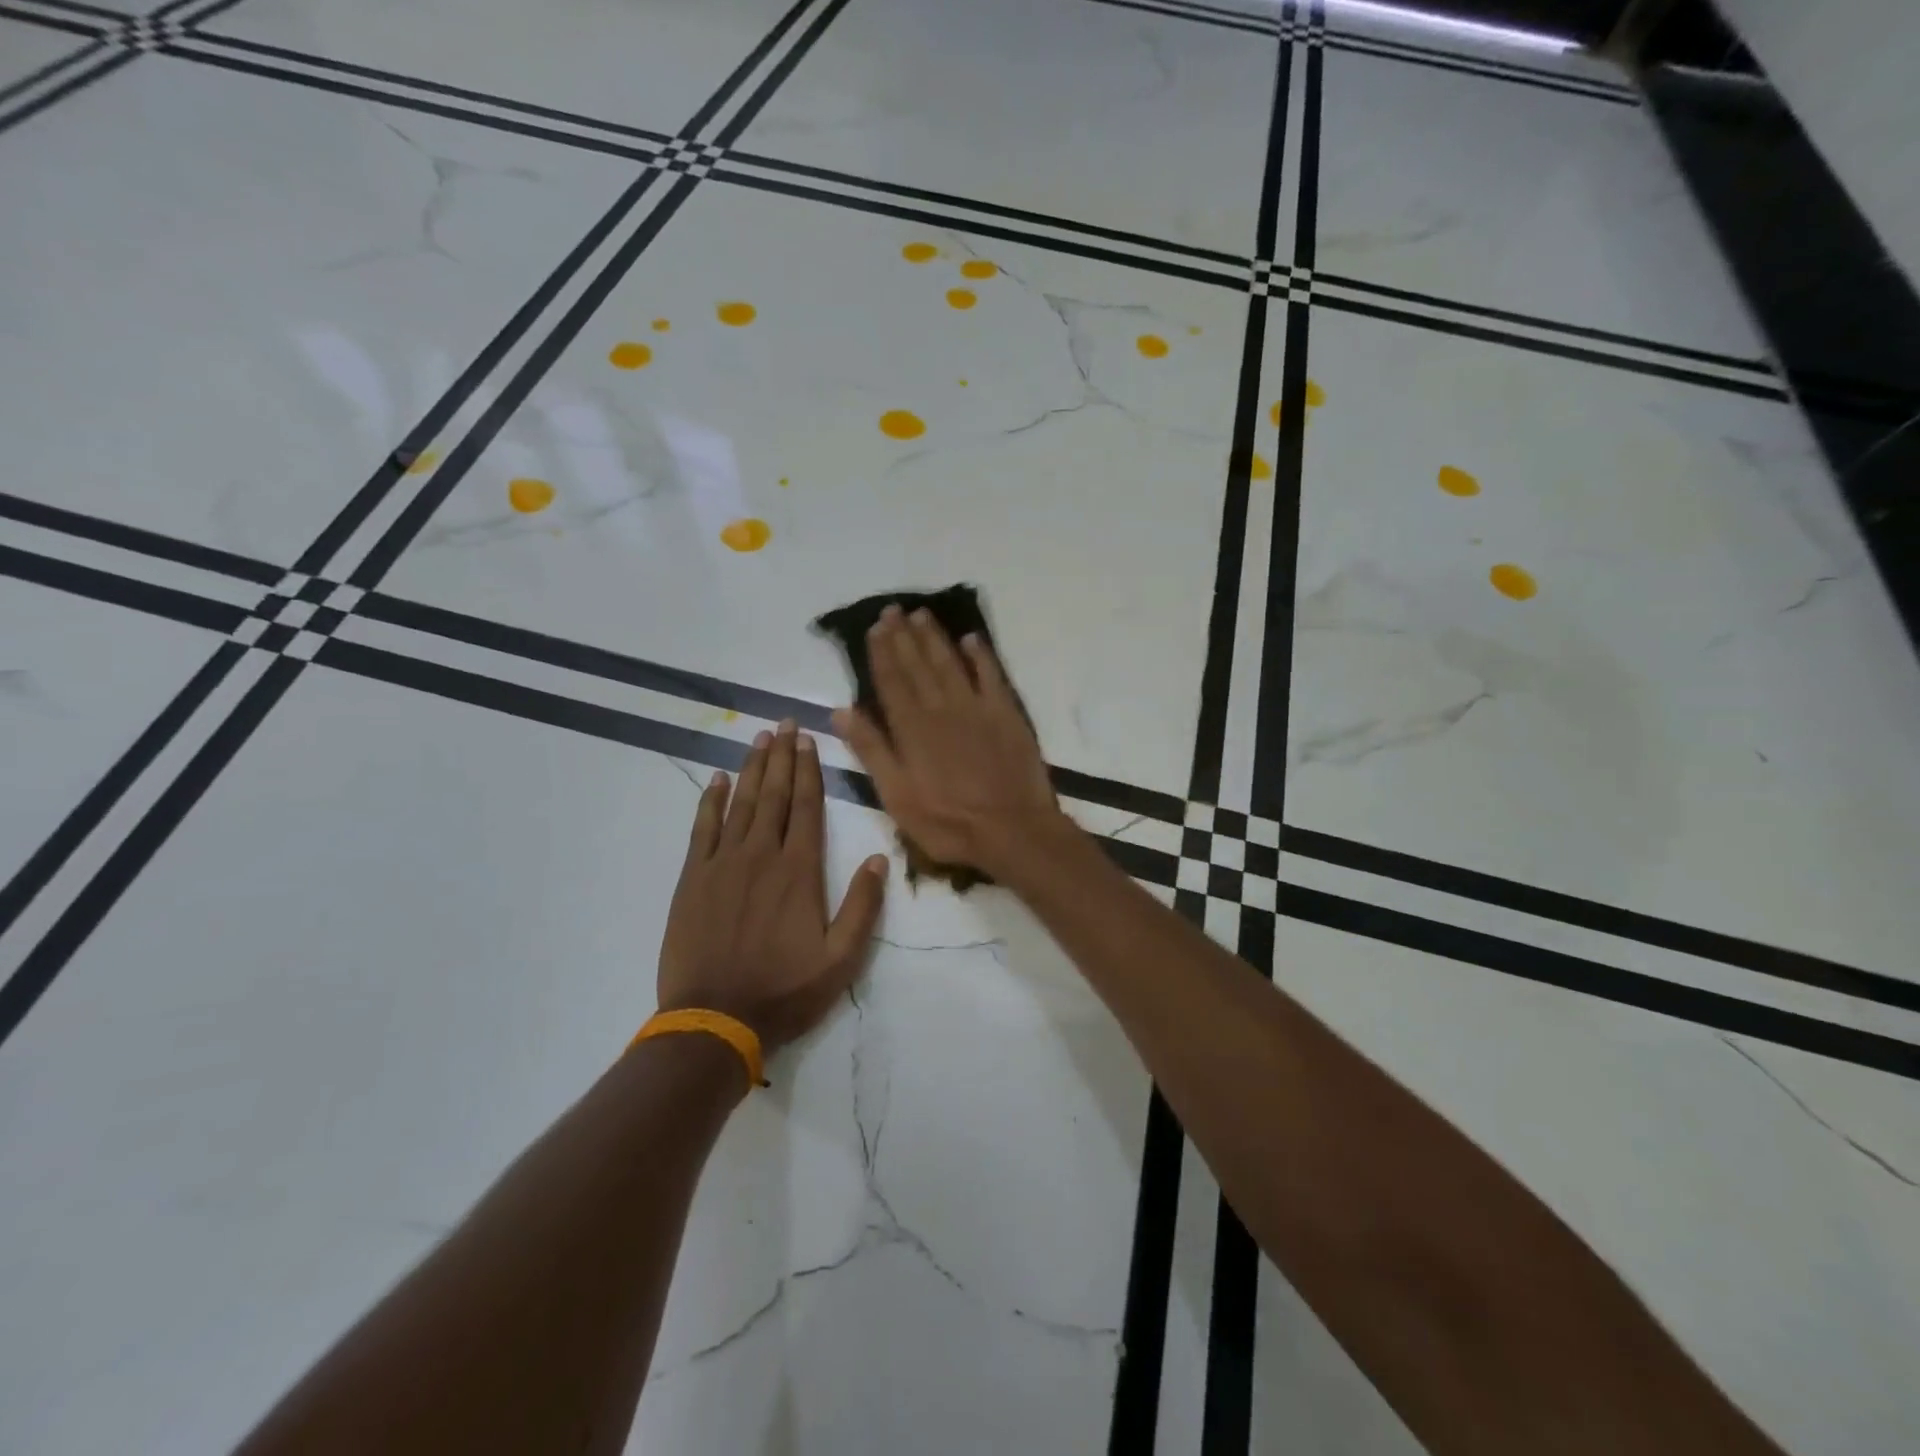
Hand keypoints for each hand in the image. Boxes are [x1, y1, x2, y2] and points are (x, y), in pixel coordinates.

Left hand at [658, 722, 888, 1052]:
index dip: (808, 771)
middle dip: (781, 757)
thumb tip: (880, 859)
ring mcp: (722, 864)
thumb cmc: (784, 990)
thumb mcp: (841, 959)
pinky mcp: (693, 879)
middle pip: (773, 795)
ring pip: (740, 804)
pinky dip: (710, 802)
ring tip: (759, 739)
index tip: (808, 741)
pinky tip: (717, 780)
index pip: (806, 808)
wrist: (715, 1020)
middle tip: (784, 724)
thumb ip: (863, 906)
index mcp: (799, 872)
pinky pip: (702, 829)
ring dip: (751, 769)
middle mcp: (761, 856)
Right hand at [832, 606, 1066, 879]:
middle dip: (904, 636)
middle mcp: (941, 708)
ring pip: (950, 663)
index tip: (875, 628)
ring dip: (935, 638)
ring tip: (922, 615)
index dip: (882, 653)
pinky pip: (991, 675)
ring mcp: (976, 708)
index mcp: (912, 728)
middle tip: (894, 610)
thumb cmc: (948, 821)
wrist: (1012, 830)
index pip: (892, 681)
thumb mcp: (897, 796)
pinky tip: (971, 640)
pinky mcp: (1006, 714)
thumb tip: (841, 711)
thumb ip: (871, 751)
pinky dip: (980, 656)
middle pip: (919, 665)